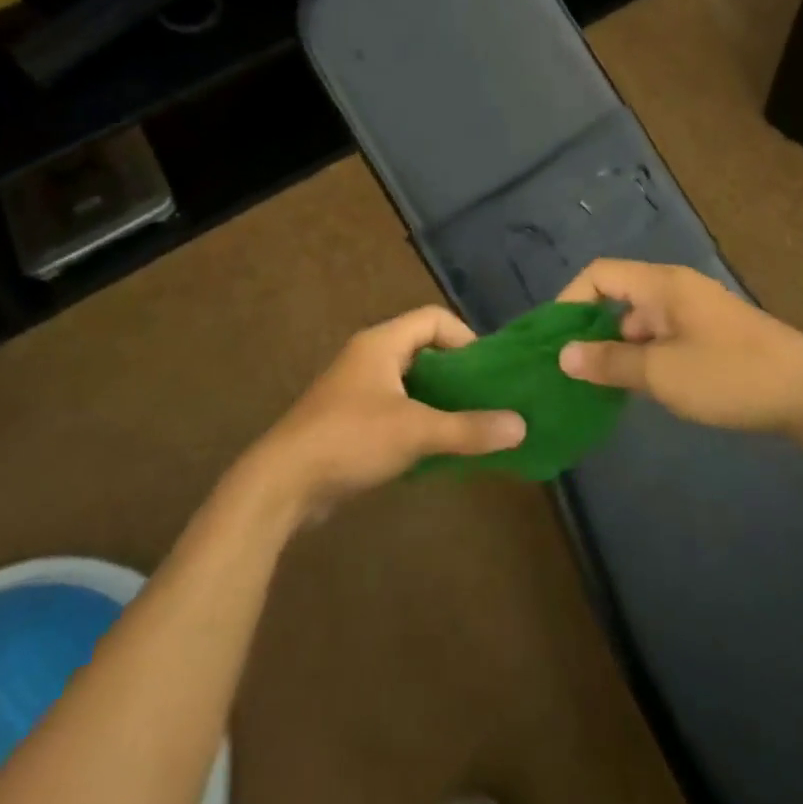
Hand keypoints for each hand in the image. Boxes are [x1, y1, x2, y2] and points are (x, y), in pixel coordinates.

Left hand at [243, 306, 525, 517]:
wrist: (281, 484)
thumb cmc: (350, 439)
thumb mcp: (415, 431)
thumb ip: (468, 428)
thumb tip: (521, 426)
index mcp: (382, 343)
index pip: (433, 319)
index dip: (465, 337)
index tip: (489, 371)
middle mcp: (369, 357)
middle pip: (424, 350)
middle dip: (458, 373)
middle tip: (488, 399)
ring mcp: (357, 390)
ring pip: (410, 383)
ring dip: (440, 401)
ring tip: (471, 425)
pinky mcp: (350, 421)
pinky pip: (396, 410)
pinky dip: (420, 422)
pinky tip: (438, 449)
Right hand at [556, 260, 802, 435]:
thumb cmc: (730, 375)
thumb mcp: (662, 374)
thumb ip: (610, 362)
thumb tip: (564, 355)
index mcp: (662, 284)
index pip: (599, 274)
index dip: (570, 300)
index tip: (556, 341)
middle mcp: (676, 289)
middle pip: (618, 296)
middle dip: (591, 329)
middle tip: (573, 370)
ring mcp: (696, 312)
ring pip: (641, 321)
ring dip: (619, 347)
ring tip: (601, 386)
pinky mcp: (712, 335)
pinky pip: (663, 336)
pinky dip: (645, 356)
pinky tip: (642, 388)